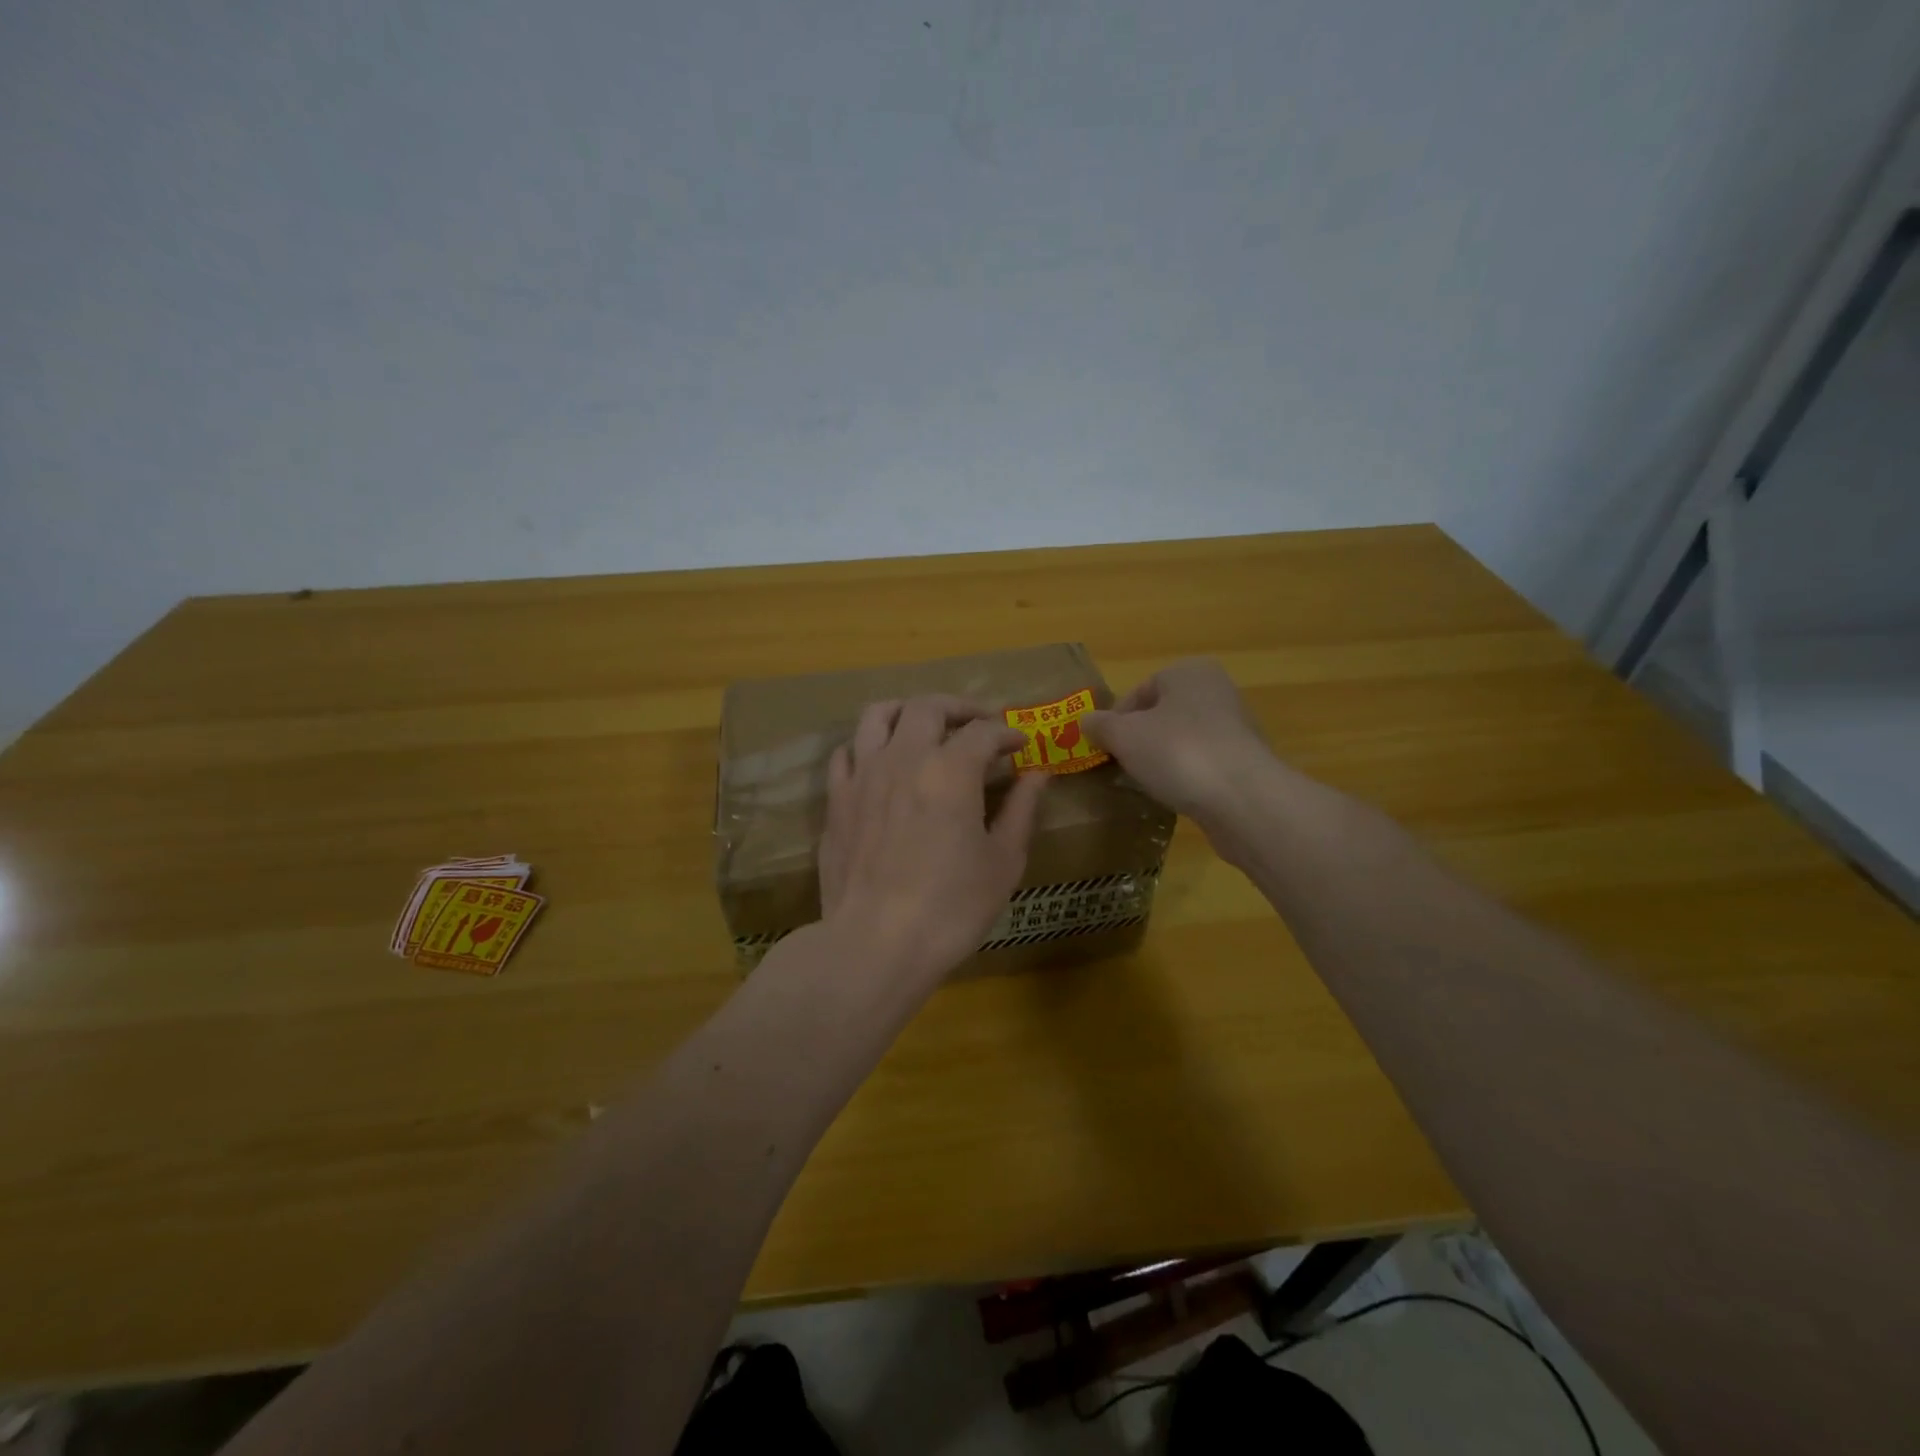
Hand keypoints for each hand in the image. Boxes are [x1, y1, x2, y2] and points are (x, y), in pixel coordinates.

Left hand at [819, 696, 1048, 986]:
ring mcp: (863, 775)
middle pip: (928, 707)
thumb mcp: (1003, 862)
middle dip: (959, 708)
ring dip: (907, 710)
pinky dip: (868, 744)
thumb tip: (1038, 774)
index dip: (1007, 733)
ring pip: (878, 715)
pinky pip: (847, 751)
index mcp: (950, 770)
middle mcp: (904, 757)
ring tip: (924, 725)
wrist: (875, 943)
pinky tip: (881, 761)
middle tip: (979, 723)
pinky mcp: (836, 799)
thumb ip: (1022, 810)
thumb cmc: (951, 907)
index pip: (983, 732)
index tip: (1020, 745)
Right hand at [1083, 658, 1273, 820]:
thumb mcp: (1124, 736)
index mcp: (1189, 672)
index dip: (1116, 720)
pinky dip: (1187, 776)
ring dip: (1163, 759)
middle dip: (1140, 739)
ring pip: (1183, 740)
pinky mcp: (1246, 762)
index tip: (1105, 747)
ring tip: (1148, 783)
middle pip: (1163, 715)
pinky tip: (1176, 795)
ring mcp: (1236, 727)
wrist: (1243, 798)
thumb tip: (1086, 721)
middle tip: (1122, 765)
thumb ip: (1101, 726)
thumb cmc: (1178, 752)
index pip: (1140, 691)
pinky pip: (1203, 764)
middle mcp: (1217, 691)